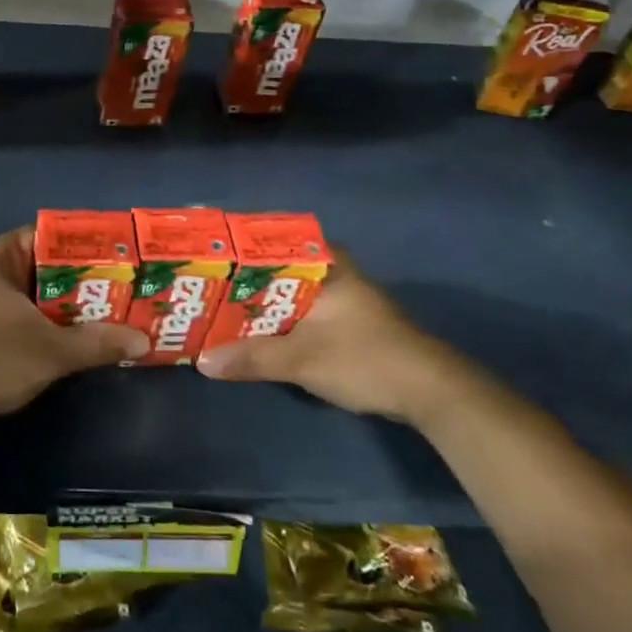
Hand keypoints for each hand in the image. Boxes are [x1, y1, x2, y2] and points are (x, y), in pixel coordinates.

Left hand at [0, 226, 149, 443]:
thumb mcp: (50, 351)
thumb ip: (98, 342)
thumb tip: (144, 341)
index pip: (52, 235)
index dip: (89, 245)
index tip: (123, 257)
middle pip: (45, 264)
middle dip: (84, 278)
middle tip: (126, 287)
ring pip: (34, 290)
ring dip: (67, 302)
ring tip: (111, 309)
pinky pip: (22, 309)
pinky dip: (47, 318)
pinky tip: (75, 333)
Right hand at [195, 245, 484, 425]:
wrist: (430, 392)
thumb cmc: (365, 358)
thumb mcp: (302, 359)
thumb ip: (252, 358)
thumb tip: (202, 361)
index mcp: (324, 262)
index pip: (271, 238)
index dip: (236, 245)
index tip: (205, 252)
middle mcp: (332, 270)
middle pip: (275, 266)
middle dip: (241, 277)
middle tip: (201, 282)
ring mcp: (342, 295)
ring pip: (287, 289)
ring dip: (257, 300)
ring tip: (216, 305)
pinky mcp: (347, 320)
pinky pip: (299, 309)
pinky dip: (275, 317)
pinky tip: (253, 330)